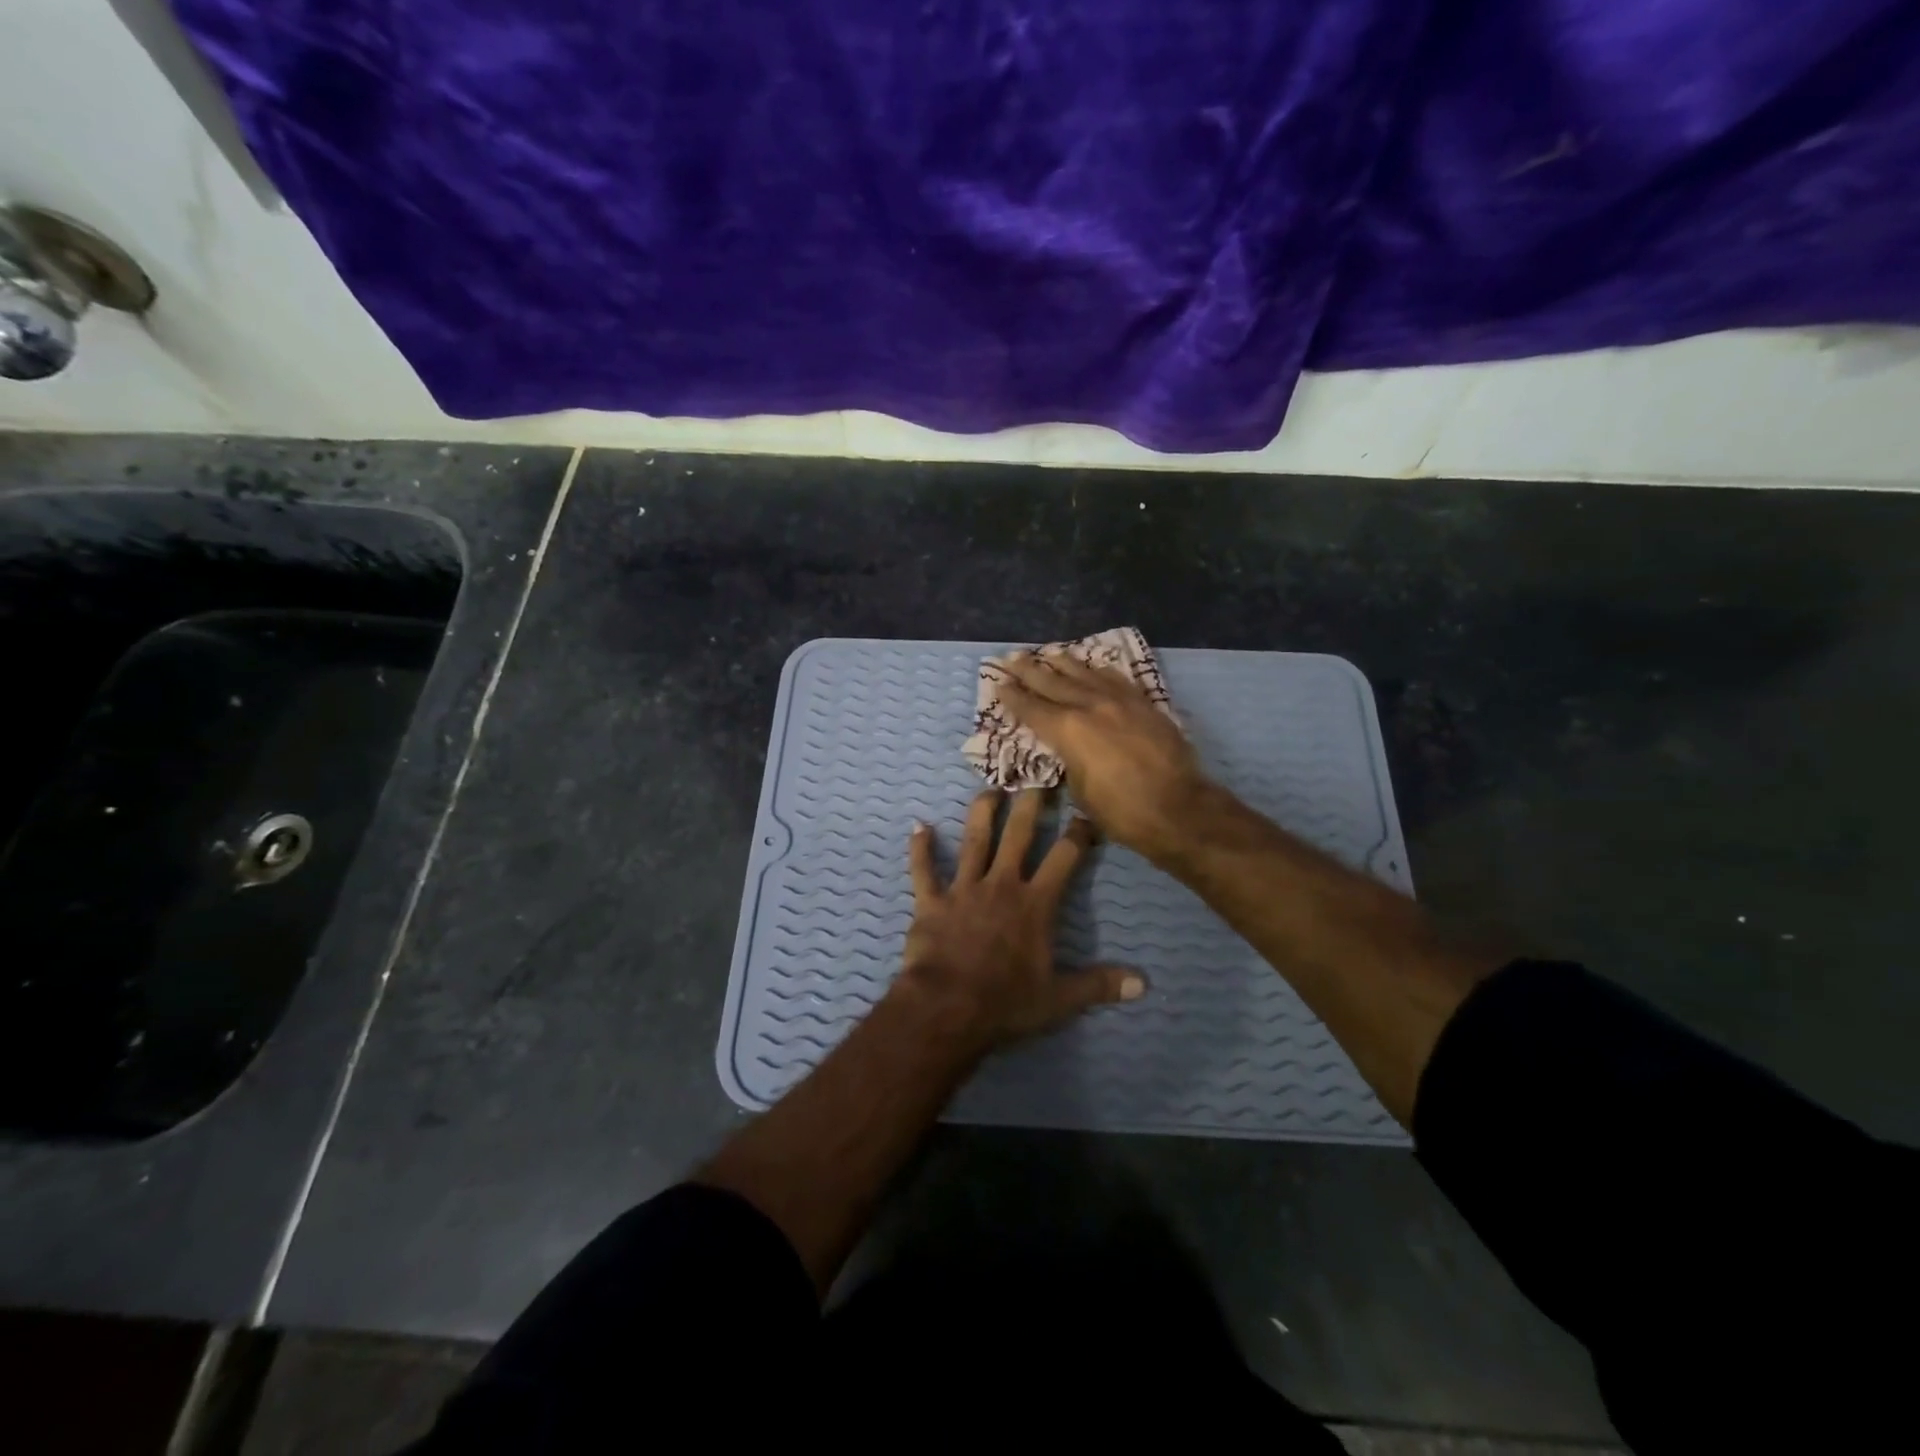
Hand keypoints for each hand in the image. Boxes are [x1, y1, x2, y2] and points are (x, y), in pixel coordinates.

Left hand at [895, 789, 1144, 1050]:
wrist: (947, 1009)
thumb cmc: (1006, 1002)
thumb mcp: (1060, 999)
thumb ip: (1100, 985)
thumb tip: (1144, 984)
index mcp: (1035, 903)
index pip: (1064, 857)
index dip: (1079, 833)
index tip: (1087, 813)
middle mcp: (1001, 884)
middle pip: (1018, 834)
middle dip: (1030, 803)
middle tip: (1037, 774)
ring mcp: (963, 889)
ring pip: (974, 840)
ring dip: (981, 812)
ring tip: (989, 788)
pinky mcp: (931, 901)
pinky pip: (923, 870)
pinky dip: (920, 849)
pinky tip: (919, 826)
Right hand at [995, 651, 1211, 861]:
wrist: (1178, 809)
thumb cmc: (1122, 812)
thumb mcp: (1080, 791)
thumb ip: (1070, 761)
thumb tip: (1069, 750)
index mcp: (1068, 731)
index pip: (1032, 709)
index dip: (1013, 697)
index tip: (999, 683)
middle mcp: (1091, 707)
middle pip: (1053, 683)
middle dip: (1030, 671)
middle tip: (1012, 658)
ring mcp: (1120, 702)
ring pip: (1086, 674)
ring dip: (1063, 663)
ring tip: (1049, 652)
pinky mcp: (1144, 704)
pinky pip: (1116, 679)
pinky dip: (1099, 671)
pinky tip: (1093, 666)